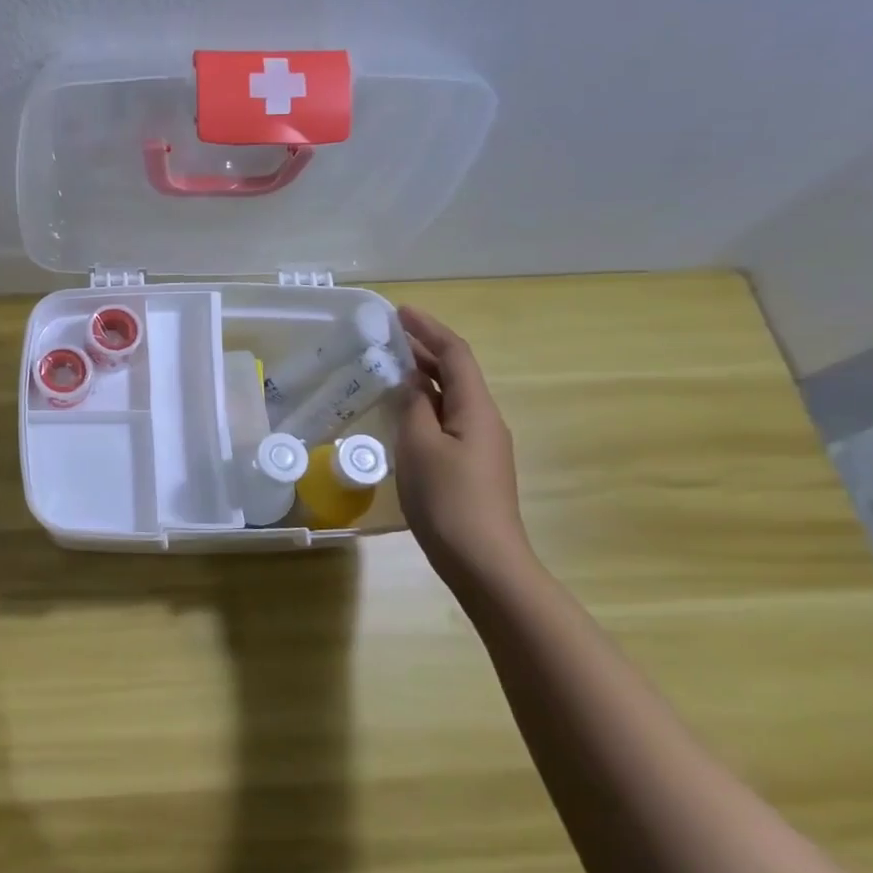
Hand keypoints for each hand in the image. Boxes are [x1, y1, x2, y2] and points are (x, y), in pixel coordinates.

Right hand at [393, 307, 535, 590]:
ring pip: (450, 397)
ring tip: (390, 366)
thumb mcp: (419, 446)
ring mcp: (480, 444)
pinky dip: (424, 404)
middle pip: (455, 373)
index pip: (455, 354)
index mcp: (475, 408)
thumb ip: (412, 406)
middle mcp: (484, 419)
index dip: (429, 329)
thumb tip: (410, 380)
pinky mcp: (472, 465)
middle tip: (388, 336)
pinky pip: (447, 419)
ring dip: (423, 377)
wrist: (483, 560)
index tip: (400, 312)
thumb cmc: (448, 499)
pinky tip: (403, 412)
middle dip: (425, 349)